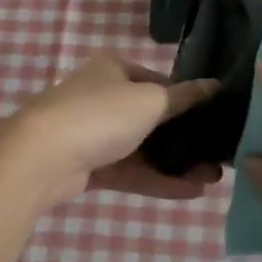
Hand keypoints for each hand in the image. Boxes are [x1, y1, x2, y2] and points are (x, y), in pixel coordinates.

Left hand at [5, 53, 222, 205]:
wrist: (43, 157)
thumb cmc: (101, 114)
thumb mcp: (150, 100)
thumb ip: (185, 97)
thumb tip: (216, 85)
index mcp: (113, 68)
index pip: (158, 81)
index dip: (187, 99)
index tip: (215, 119)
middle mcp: (102, 96)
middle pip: (151, 118)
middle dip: (185, 138)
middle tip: (217, 156)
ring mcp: (92, 133)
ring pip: (142, 148)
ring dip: (176, 163)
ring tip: (212, 179)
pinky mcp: (89, 166)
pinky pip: (130, 171)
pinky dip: (157, 180)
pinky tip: (191, 192)